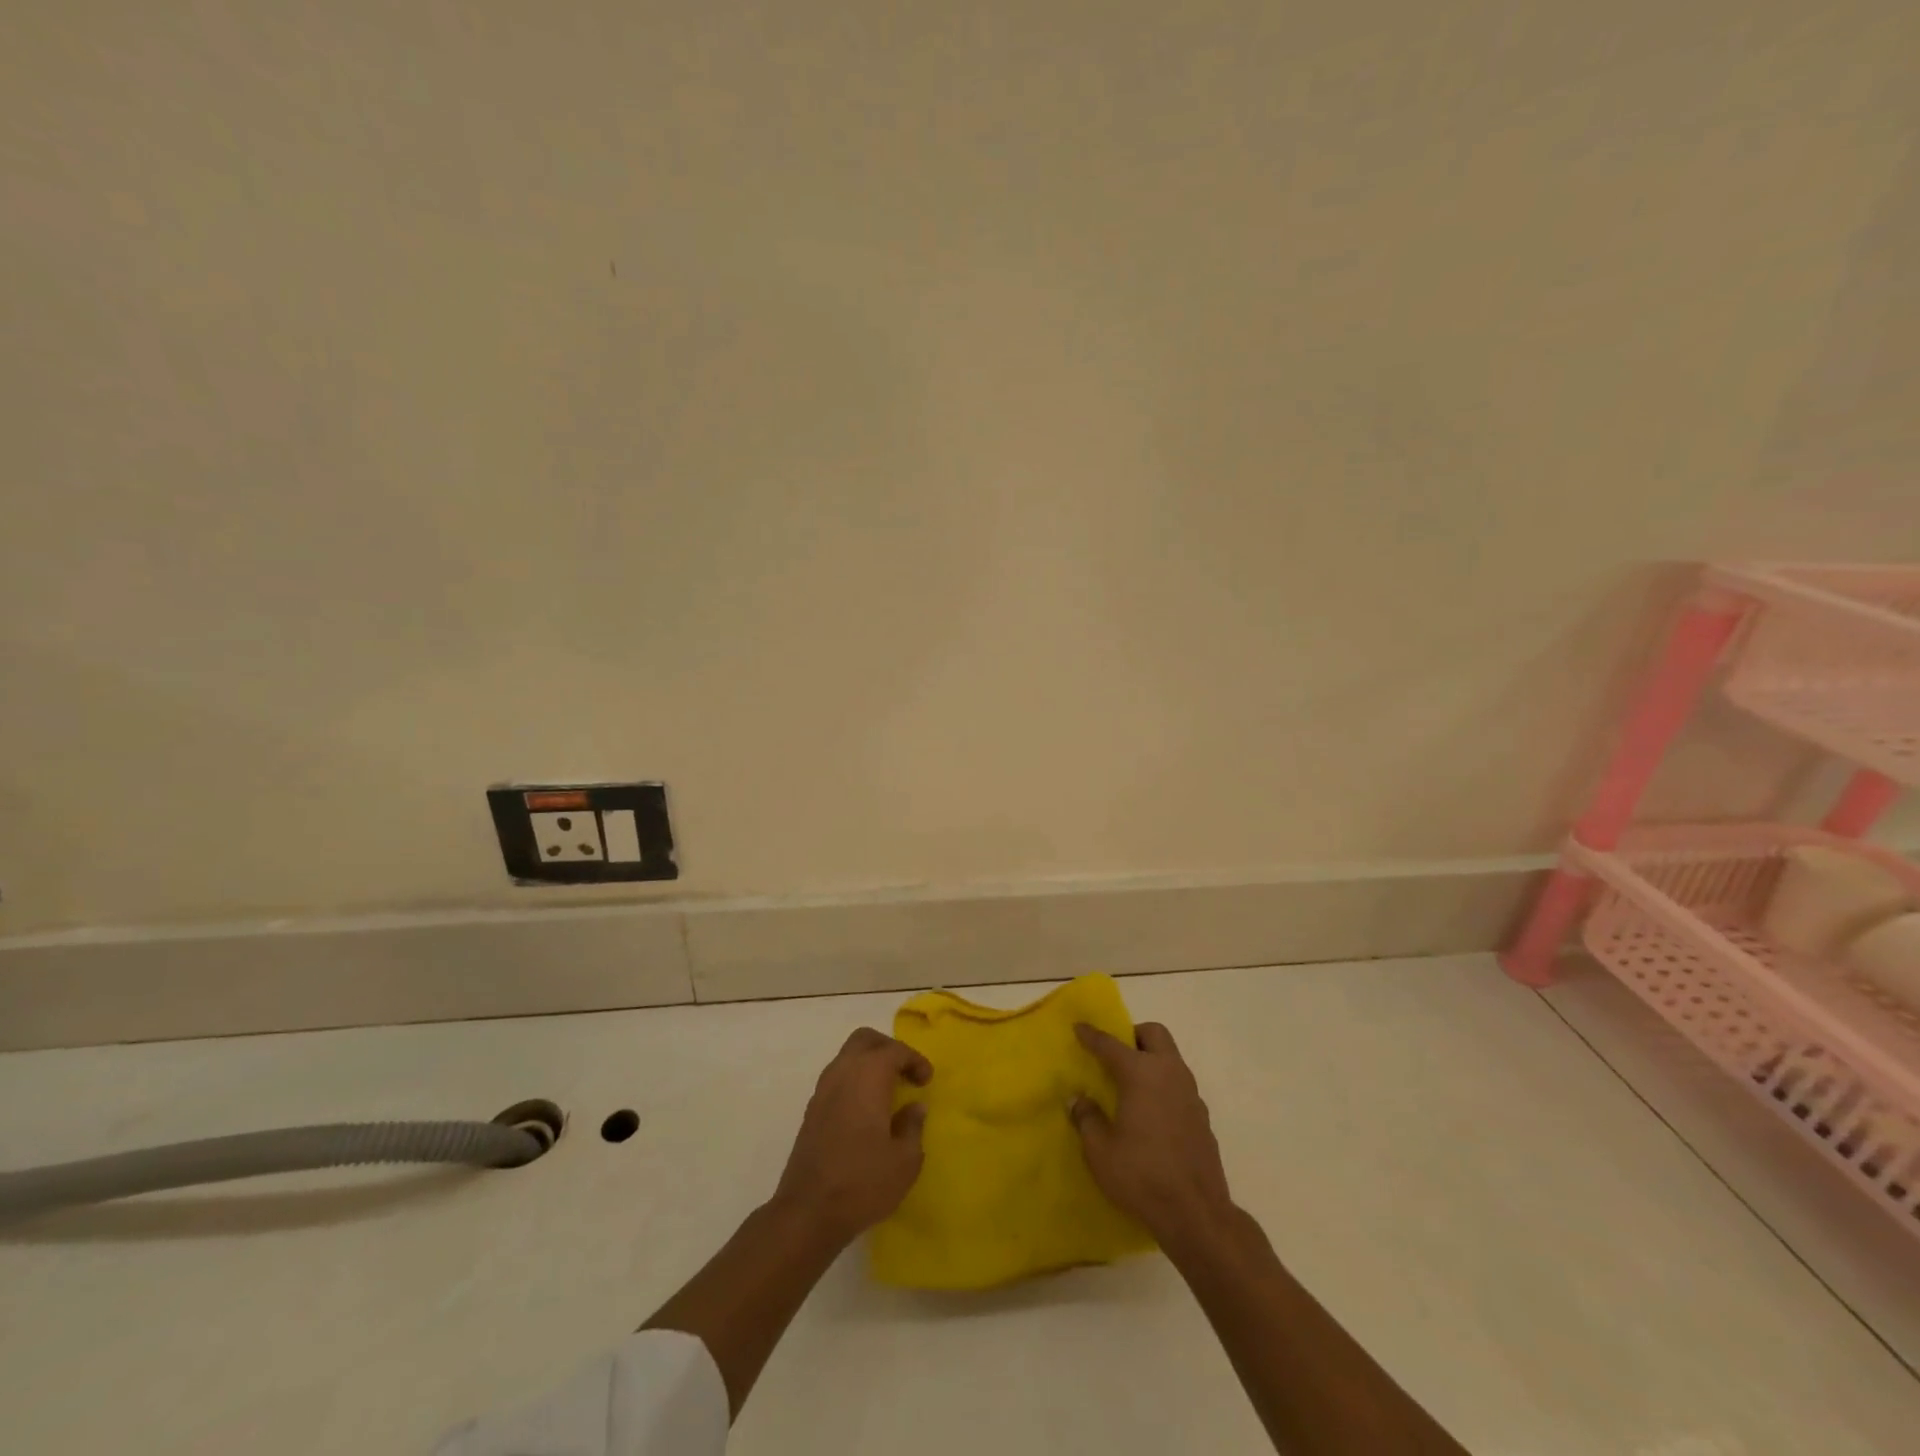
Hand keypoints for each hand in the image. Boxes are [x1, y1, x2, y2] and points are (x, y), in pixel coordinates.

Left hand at [771, 1027, 931, 1245]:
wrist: (808, 1212)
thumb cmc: (863, 1182)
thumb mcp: (905, 1160)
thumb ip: (913, 1126)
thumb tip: (914, 1107)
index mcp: (868, 1076)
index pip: (895, 1050)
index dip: (915, 1060)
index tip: (926, 1081)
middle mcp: (842, 1073)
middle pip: (865, 1040)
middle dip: (888, 1049)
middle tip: (906, 1073)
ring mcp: (822, 1090)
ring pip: (847, 1057)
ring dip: (869, 1064)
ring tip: (888, 1091)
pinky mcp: (811, 1110)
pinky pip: (837, 1078)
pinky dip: (855, 1081)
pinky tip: (866, 1109)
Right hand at [1070, 1021, 1234, 1245]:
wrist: (1196, 1214)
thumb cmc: (1142, 1175)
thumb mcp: (1100, 1150)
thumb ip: (1087, 1119)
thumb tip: (1079, 1100)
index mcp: (1141, 1074)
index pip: (1111, 1044)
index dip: (1092, 1035)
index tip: (1079, 1027)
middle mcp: (1169, 1073)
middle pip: (1154, 1034)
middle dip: (1133, 1035)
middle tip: (1115, 1054)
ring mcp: (1191, 1094)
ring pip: (1171, 1058)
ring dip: (1152, 1060)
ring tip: (1132, 1084)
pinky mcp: (1203, 1117)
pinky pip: (1180, 1085)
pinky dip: (1164, 1086)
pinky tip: (1152, 1114)